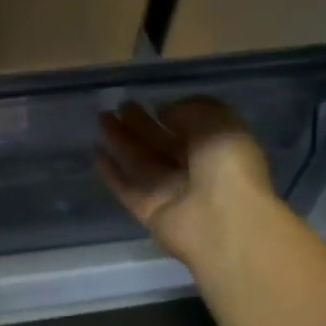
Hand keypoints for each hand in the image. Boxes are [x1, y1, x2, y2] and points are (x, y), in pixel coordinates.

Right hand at [97, 97, 276, 268]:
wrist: (222, 221)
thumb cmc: (228, 167)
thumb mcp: (219, 122)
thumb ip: (190, 110)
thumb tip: (164, 112)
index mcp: (216, 149)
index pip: (190, 128)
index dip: (172, 114)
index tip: (152, 103)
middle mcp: (193, 170)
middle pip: (161, 143)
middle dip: (140, 124)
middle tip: (119, 106)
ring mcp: (169, 191)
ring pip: (140, 161)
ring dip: (121, 140)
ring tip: (102, 119)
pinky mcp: (147, 210)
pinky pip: (125, 188)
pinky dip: (111, 173)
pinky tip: (96, 154)